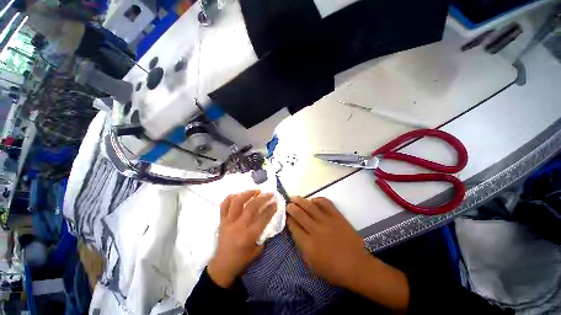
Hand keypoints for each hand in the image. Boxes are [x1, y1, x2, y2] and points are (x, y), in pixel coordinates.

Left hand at [208, 190, 277, 287]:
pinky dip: (231, 197)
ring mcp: (228, 222)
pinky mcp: (221, 221)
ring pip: (237, 202)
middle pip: (252, 206)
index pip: (263, 218)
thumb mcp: (257, 250)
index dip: (271, 208)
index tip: (275, 201)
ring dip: (248, 193)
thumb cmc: (241, 260)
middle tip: (270, 193)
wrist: (222, 267)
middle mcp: (238, 226)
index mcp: (248, 236)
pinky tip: (238, 194)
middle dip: (263, 198)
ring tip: (256, 191)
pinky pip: (224, 205)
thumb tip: (267, 218)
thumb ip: (263, 234)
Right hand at [286, 196, 371, 287]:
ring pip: (309, 206)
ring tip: (294, 198)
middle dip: (291, 207)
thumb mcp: (311, 263)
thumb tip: (296, 231)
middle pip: (299, 214)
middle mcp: (315, 229)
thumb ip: (302, 246)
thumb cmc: (332, 269)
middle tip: (288, 204)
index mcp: (307, 243)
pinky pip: (325, 203)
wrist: (356, 266)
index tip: (286, 215)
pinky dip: (318, 199)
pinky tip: (313, 200)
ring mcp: (326, 221)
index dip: (288, 219)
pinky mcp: (337, 216)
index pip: (293, 226)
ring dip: (300, 200)